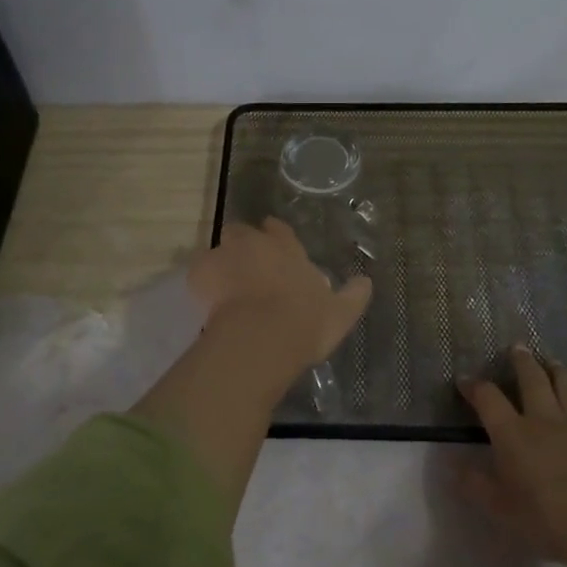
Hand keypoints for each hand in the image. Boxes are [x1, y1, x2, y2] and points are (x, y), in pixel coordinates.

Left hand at [188, 218, 372, 371]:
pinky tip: (208, 303)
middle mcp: (254, 244)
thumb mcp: (340, 313)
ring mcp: (224, 257)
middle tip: (246, 268)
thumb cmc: (305, 322)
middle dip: (243, 244)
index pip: (278, 229)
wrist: (262, 337)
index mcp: (286, 249)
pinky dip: (203, 284)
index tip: (272, 241)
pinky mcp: (200, 275)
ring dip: (221, 264)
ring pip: (218, 250)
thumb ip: (353, 295)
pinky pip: (199, 274)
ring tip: (224, 288)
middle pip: (242, 232)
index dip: (274, 234)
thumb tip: (366, 281)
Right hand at [457, 346, 566, 566]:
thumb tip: (451, 464)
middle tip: (517, 347)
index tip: (464, 380)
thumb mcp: (500, 508)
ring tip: (553, 362)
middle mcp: (544, 419)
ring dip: (559, 371)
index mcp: (513, 433)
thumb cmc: (545, 517)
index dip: (474, 386)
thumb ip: (474, 484)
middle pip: (532, 379)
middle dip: (522, 361)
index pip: (488, 398)